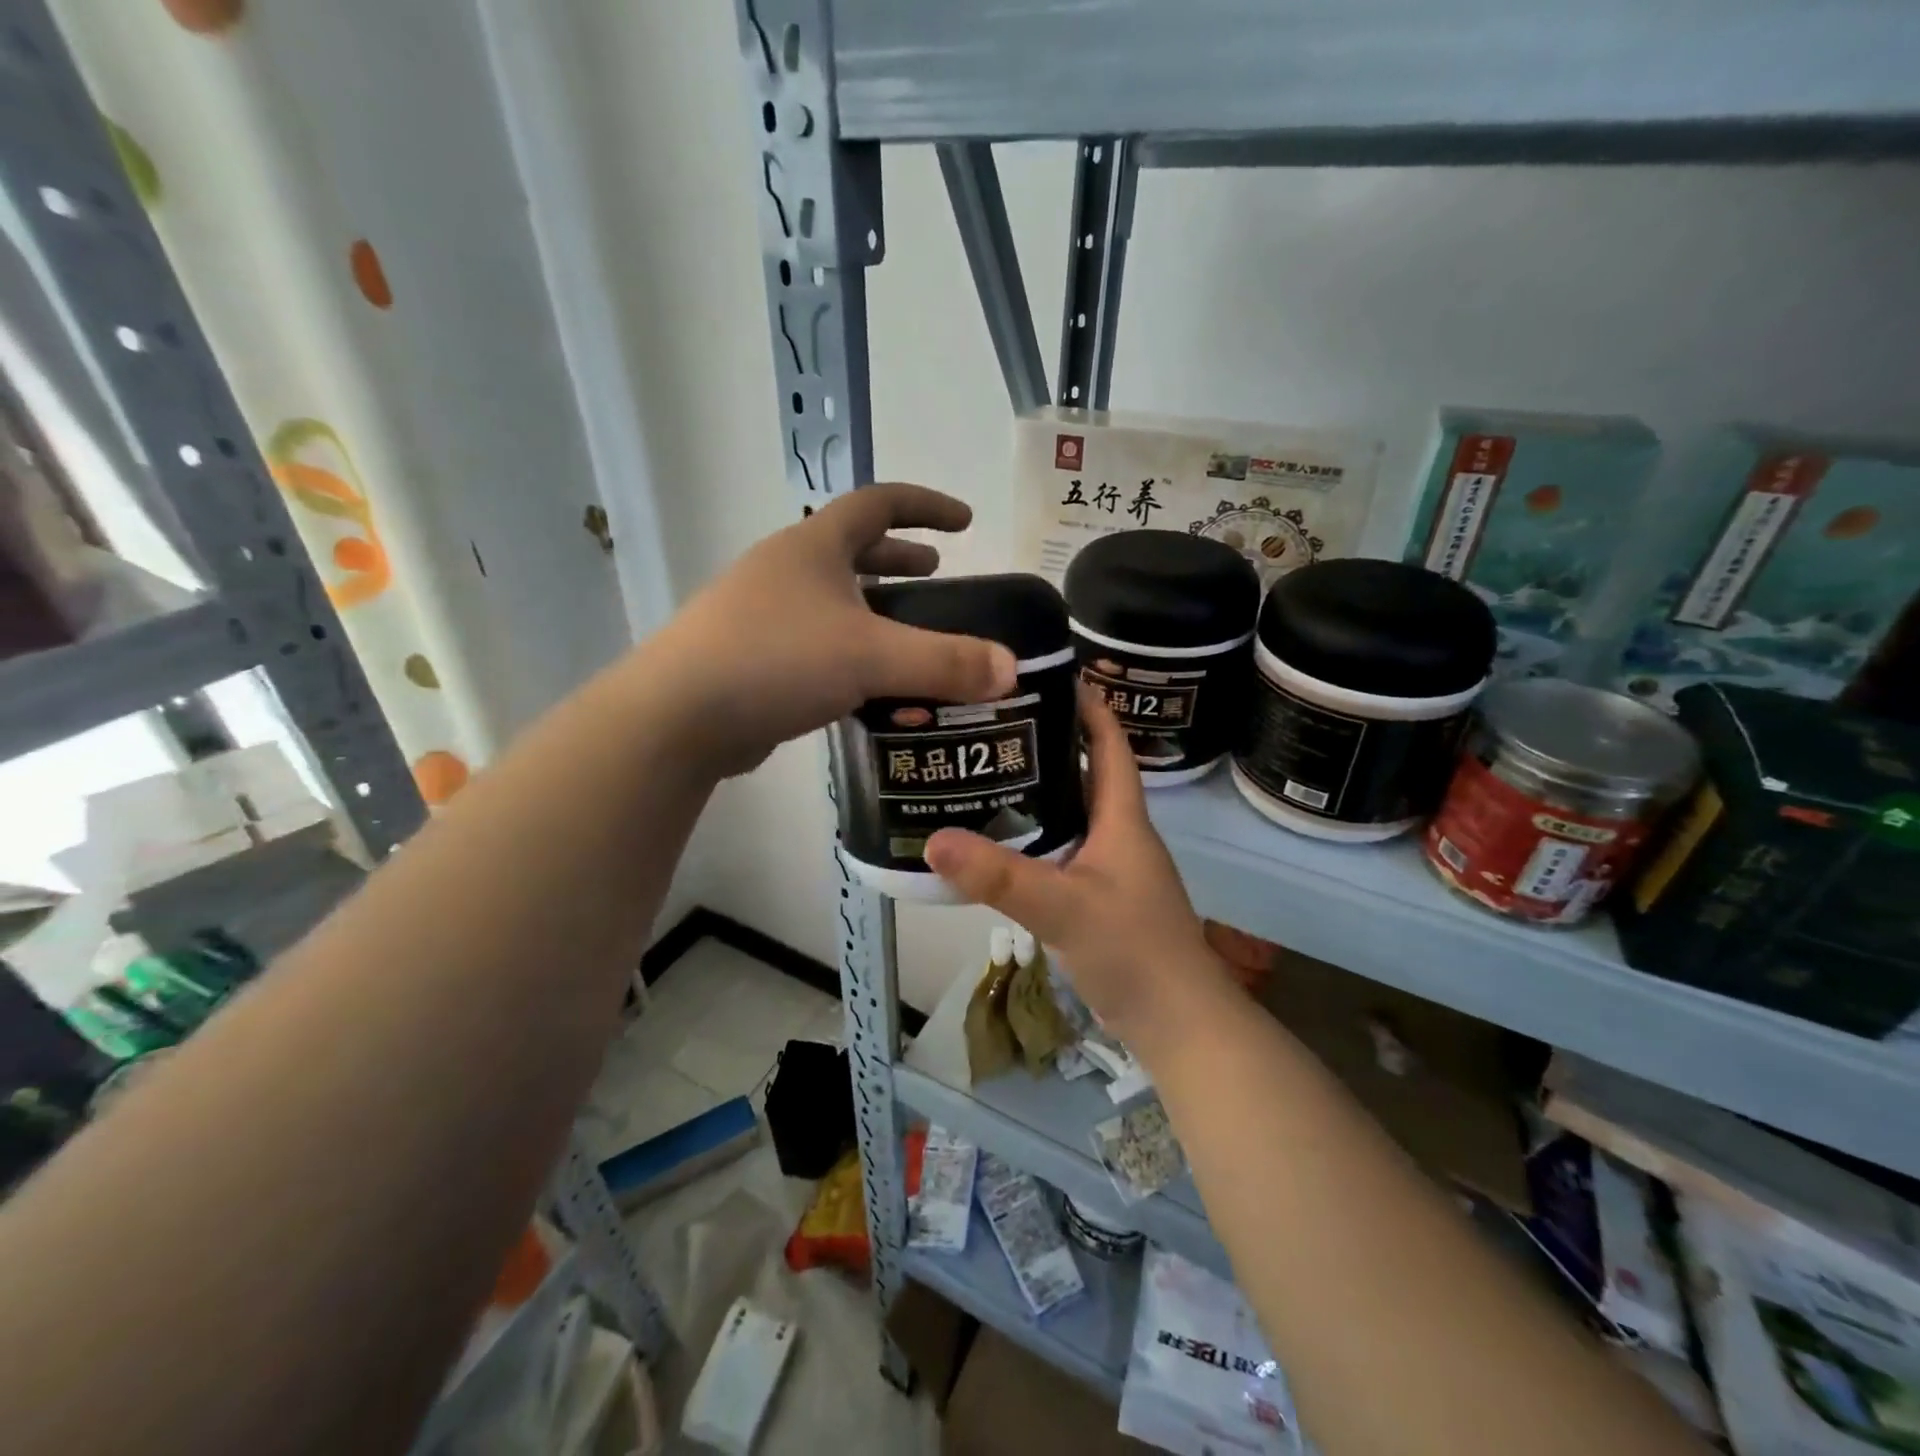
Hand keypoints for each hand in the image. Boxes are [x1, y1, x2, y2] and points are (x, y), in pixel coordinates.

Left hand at [654, 484, 1016, 776]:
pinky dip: (848, 650)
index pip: (877, 503)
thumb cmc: (776, 661)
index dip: (925, 506)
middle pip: (851, 548)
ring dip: (873, 607)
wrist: (678, 716)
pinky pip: (814, 642)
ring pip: (831, 599)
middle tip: (937, 574)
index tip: (964, 521)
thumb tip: (1010, 670)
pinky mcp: (751, 658)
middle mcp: (785, 571)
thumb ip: (944, 662)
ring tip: (908, 631)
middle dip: (898, 557)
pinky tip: (867, 683)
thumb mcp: (870, 657)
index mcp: (813, 547)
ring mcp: (761, 614)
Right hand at [925, 686, 1236, 1047]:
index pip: (1109, 746)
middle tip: (995, 726)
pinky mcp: (1101, 900)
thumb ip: (1000, 877)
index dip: (1088, 707)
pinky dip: (1037, 838)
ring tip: (988, 774)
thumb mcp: (1062, 908)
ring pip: (1073, 815)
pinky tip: (1002, 843)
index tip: (1051, 677)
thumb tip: (933, 839)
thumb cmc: (1133, 951)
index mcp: (1123, 820)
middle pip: (1087, 774)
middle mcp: (1120, 835)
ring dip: (1040, 793)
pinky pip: (1065, 852)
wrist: (1177, 1023)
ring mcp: (1112, 870)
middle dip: (1050, 745)